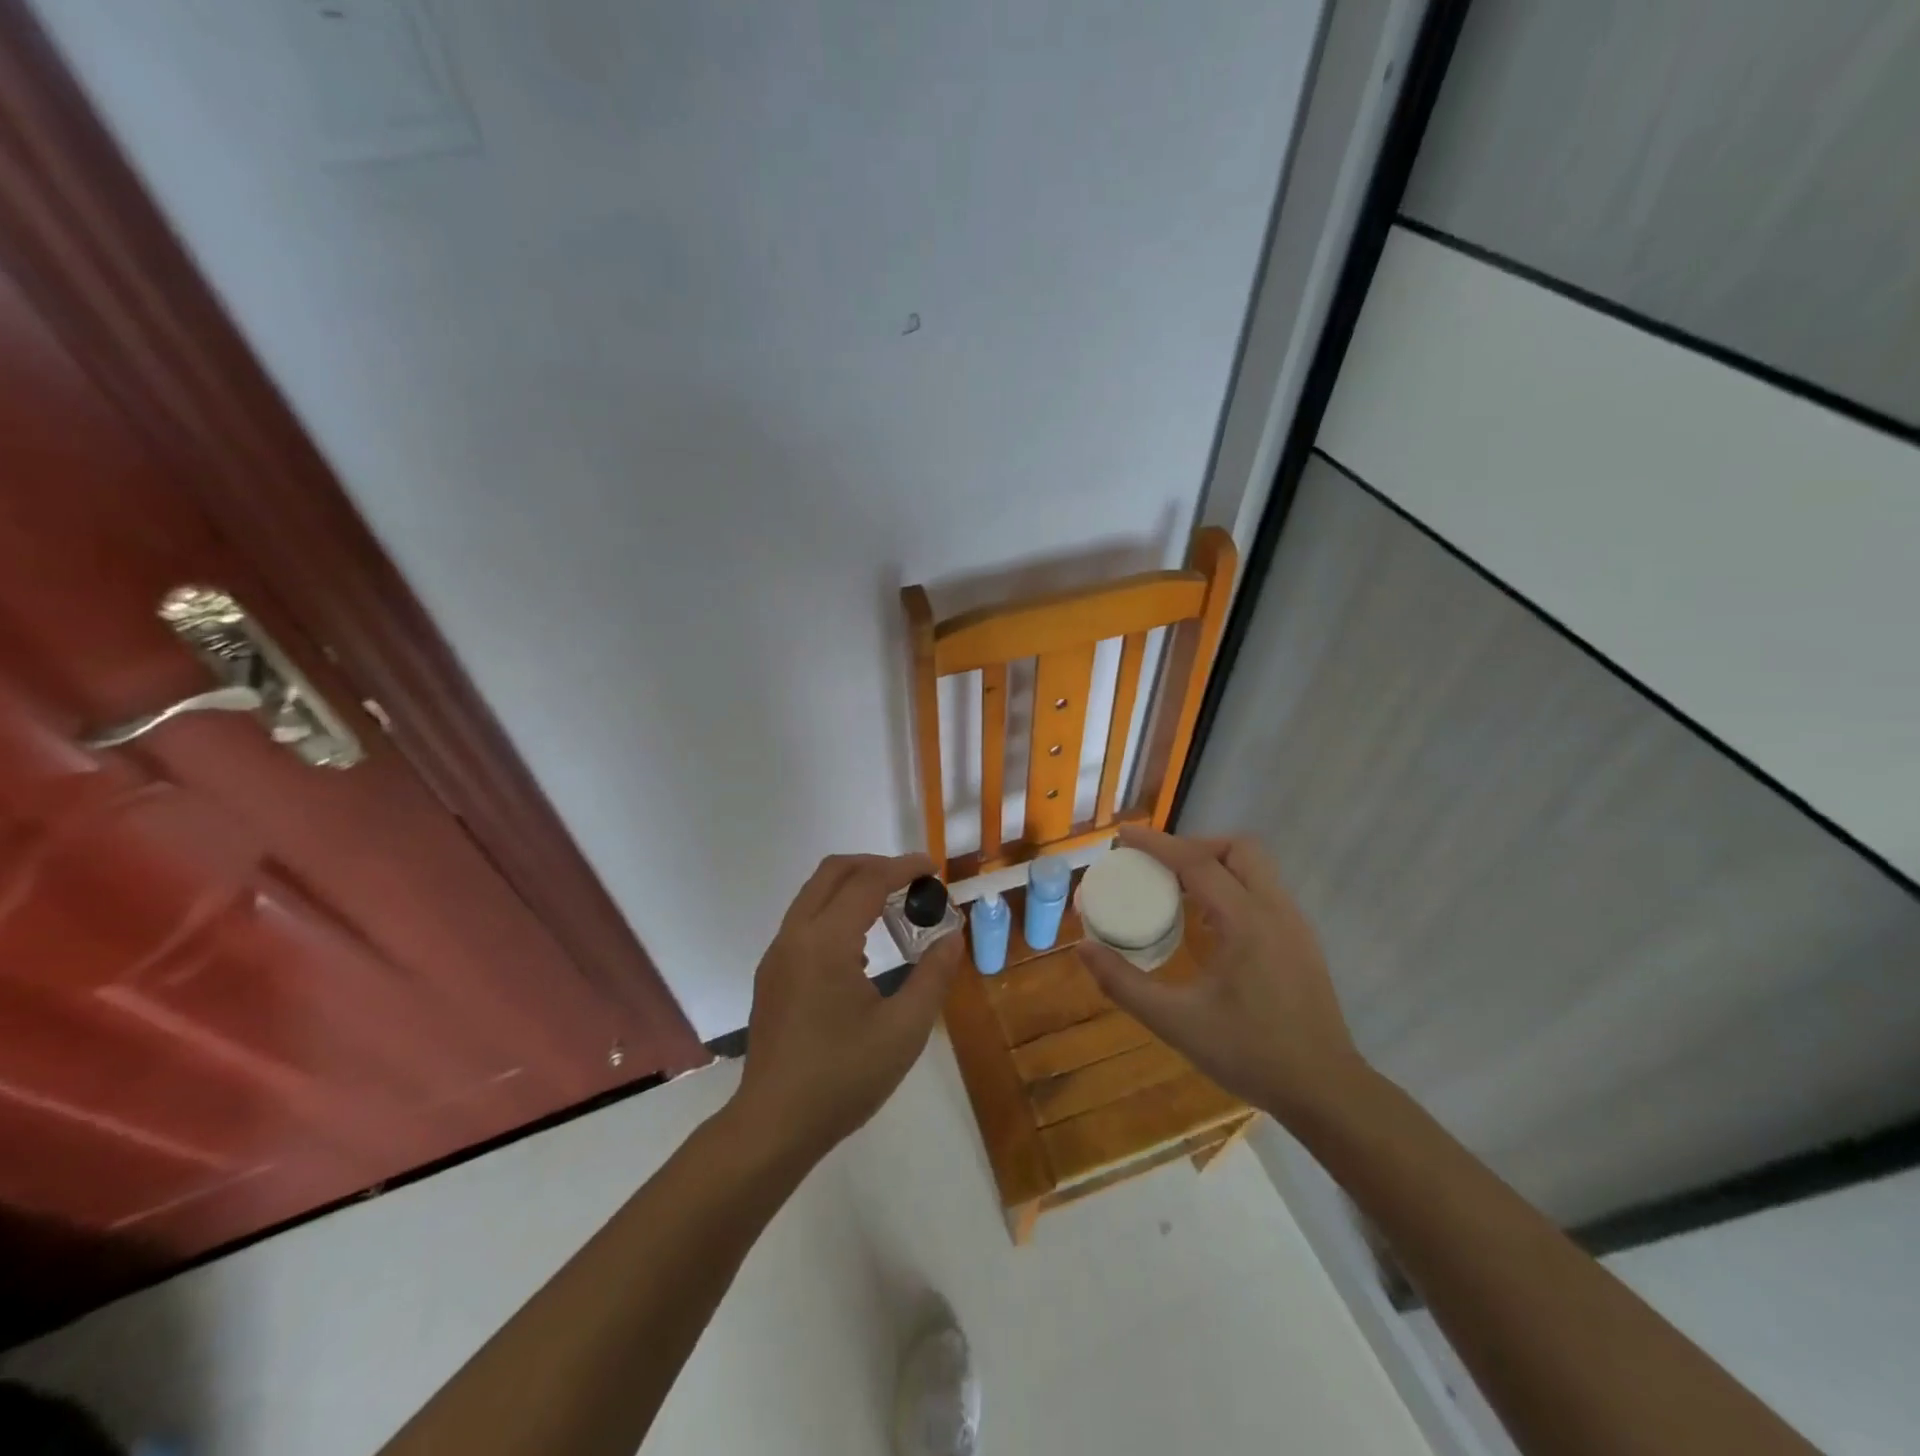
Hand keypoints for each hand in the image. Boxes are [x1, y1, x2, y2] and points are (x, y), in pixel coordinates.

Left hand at [732, 853, 963, 1161]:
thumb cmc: (844, 1077)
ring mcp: (777, 955)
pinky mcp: (772, 975)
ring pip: (814, 894)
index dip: (903, 868)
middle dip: (875, 865)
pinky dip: (836, 912)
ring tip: (892, 909)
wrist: (773, 1125)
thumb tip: (952, 937)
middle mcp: (795, 936)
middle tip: (912, 881)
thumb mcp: (905, 1030)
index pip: (868, 881)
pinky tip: (862, 952)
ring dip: (853, 887)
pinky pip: (805, 922)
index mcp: (825, 942)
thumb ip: (934, 976)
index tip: (933, 869)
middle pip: (833, 872)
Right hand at [1076, 826, 1366, 1122]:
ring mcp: (1294, 924)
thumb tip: (1083, 949)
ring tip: (1177, 888)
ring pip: (1255, 867)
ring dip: (1214, 864)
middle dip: (1193, 846)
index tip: (1122, 836)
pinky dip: (1232, 885)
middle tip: (1157, 866)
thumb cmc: (1250, 1054)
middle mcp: (1275, 910)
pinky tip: (1208, 920)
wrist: (1325, 1091)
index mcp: (1246, 922)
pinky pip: (1263, 891)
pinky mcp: (1301, 940)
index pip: (1197, 862)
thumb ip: (1124, 984)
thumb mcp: (1176, 1023)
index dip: (1156, 844)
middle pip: (1237, 849)